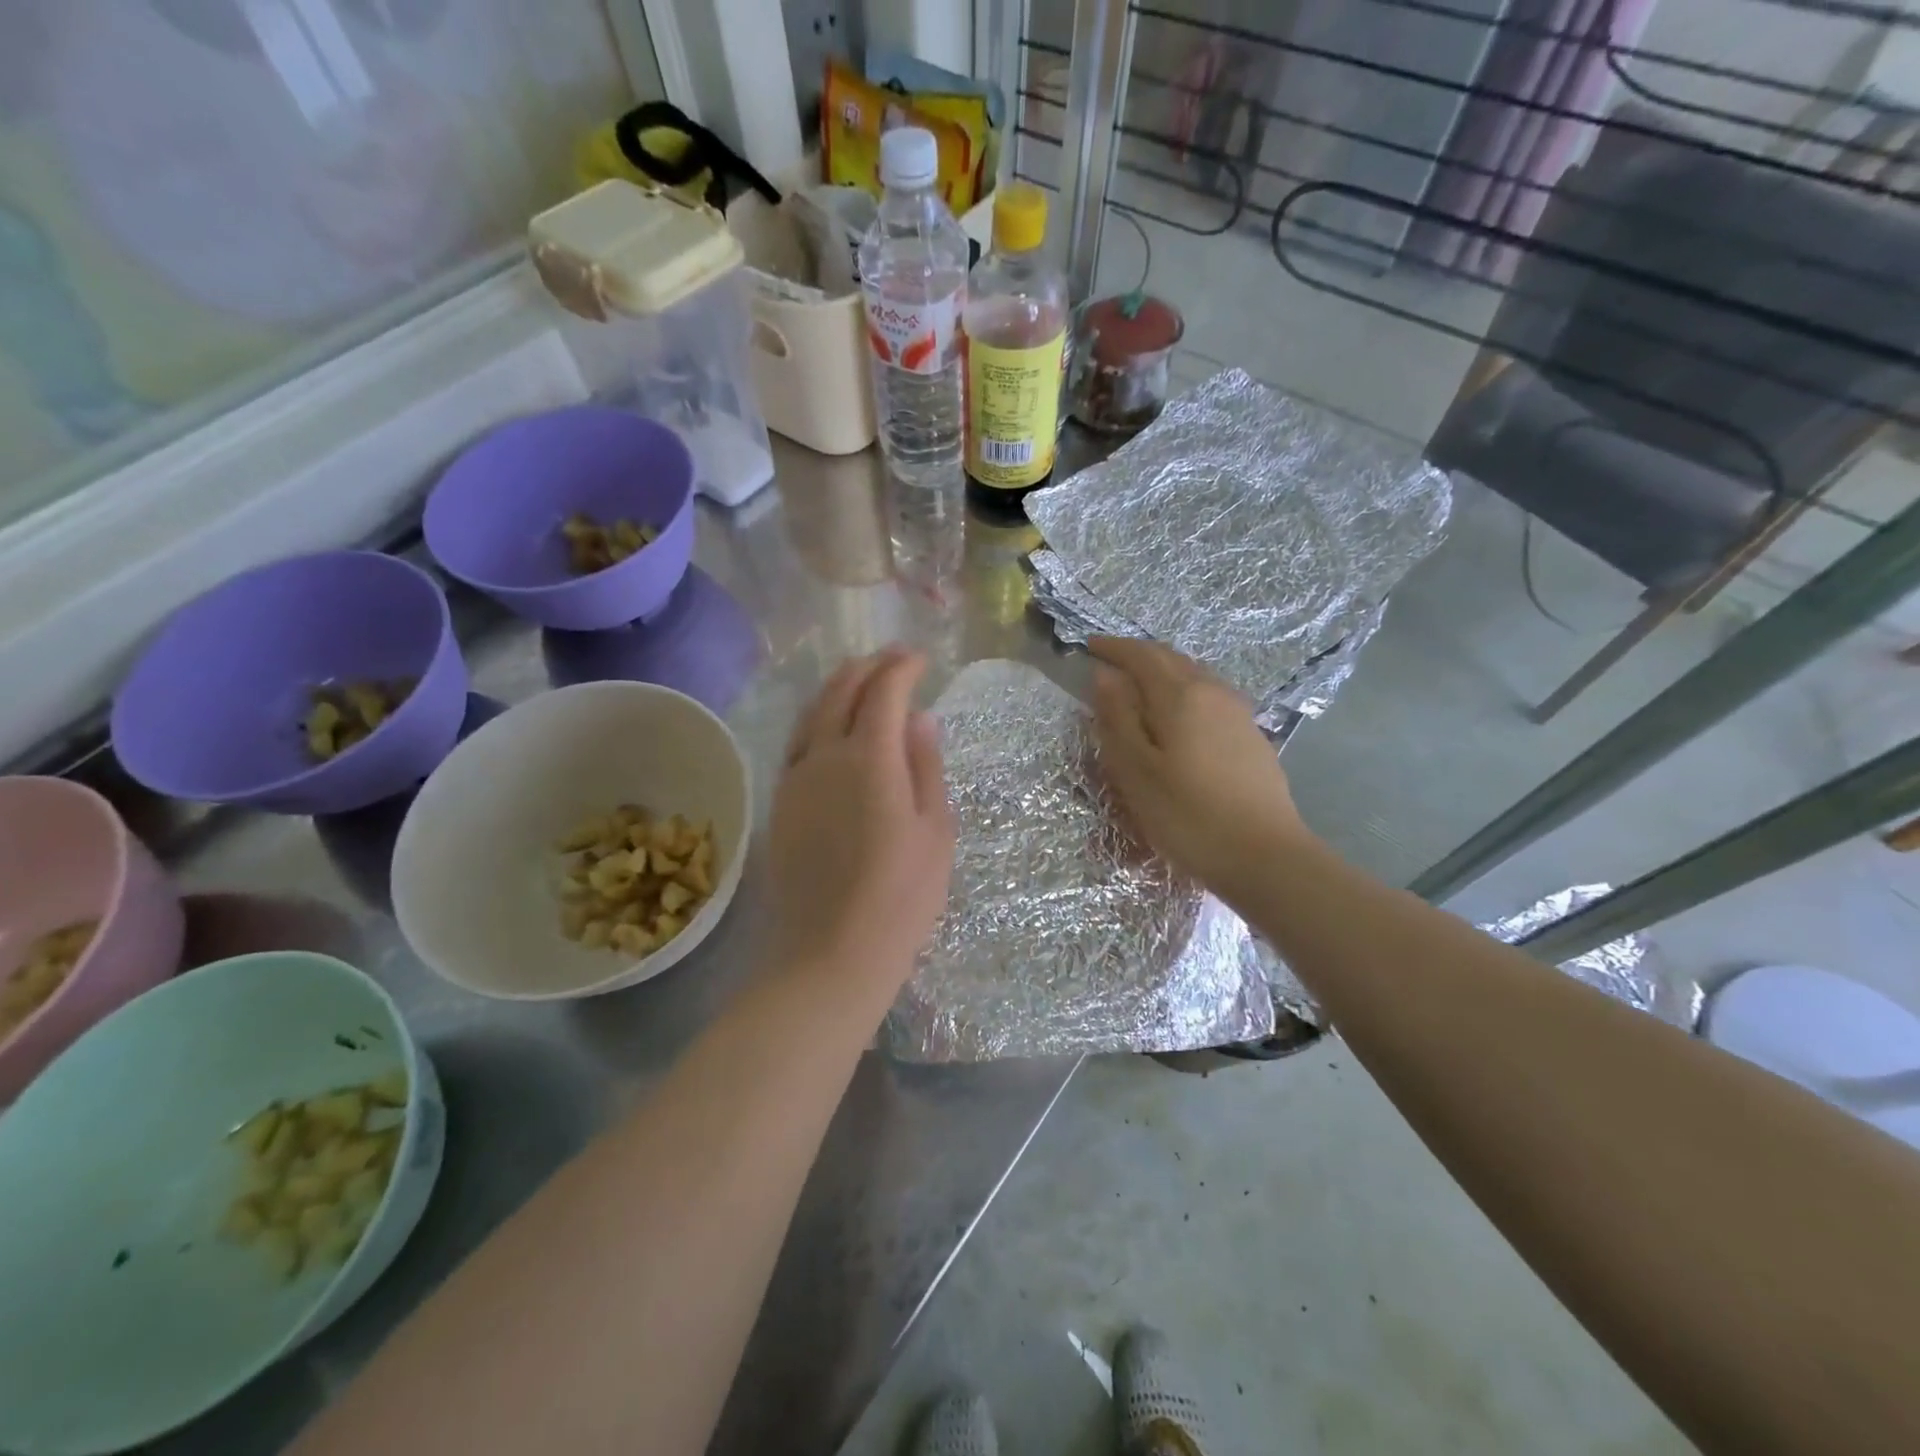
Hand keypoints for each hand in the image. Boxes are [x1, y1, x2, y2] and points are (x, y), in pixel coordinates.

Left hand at [768, 648, 954, 999]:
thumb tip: (919, 719)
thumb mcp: (935, 831)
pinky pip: (797, 741)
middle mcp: (824, 755)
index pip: (883, 691)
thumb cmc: (901, 896)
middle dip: (869, 667)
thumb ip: (925, 767)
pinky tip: (829, 726)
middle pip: (842, 691)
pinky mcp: (779, 802)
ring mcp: (795, 778)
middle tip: (893, 659)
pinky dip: (817, 718)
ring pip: (812, 712)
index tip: (920, 659)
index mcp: (870, 757)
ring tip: (860, 678)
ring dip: (838, 686)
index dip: (902, 667)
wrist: (829, 952)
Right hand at [1090, 637, 1313, 903]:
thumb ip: (1117, 718)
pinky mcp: (1251, 734)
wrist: (1265, 856)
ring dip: (1162, 671)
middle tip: (1109, 662)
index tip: (1088, 647)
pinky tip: (1176, 715)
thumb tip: (1104, 675)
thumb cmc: (1188, 815)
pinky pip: (1209, 695)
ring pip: (1193, 675)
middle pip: (1171, 658)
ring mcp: (1238, 712)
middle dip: (1137, 655)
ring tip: (1138, 686)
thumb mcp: (1136, 771)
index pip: (1141, 655)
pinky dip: (1183, 691)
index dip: (1113, 648)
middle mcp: (1213, 691)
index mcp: (1181, 695)